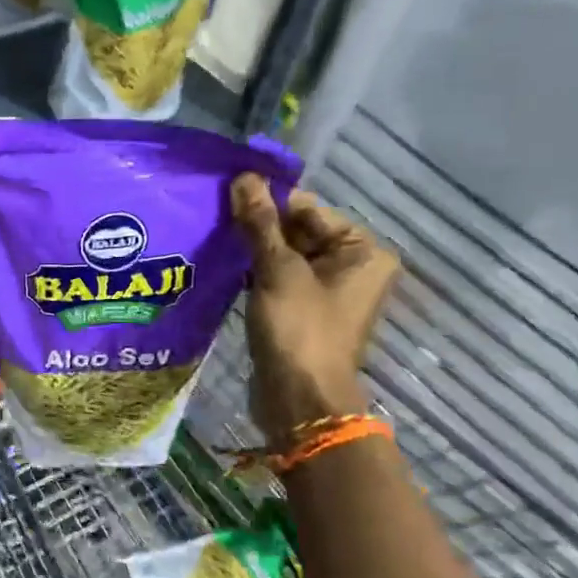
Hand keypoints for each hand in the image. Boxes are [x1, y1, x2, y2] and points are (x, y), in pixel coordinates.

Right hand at [230, 172, 398, 444]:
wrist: (299, 399)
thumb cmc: (299, 329)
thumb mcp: (278, 271)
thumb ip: (259, 224)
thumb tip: (243, 178)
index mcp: (363, 251)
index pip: (309, 210)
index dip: (269, 201)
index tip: (227, 194)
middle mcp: (351, 267)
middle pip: (298, 231)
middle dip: (258, 226)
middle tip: (214, 214)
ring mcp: (327, 292)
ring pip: (284, 256)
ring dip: (252, 249)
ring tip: (214, 236)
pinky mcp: (303, 311)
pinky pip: (278, 279)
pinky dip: (254, 272)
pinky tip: (224, 265)